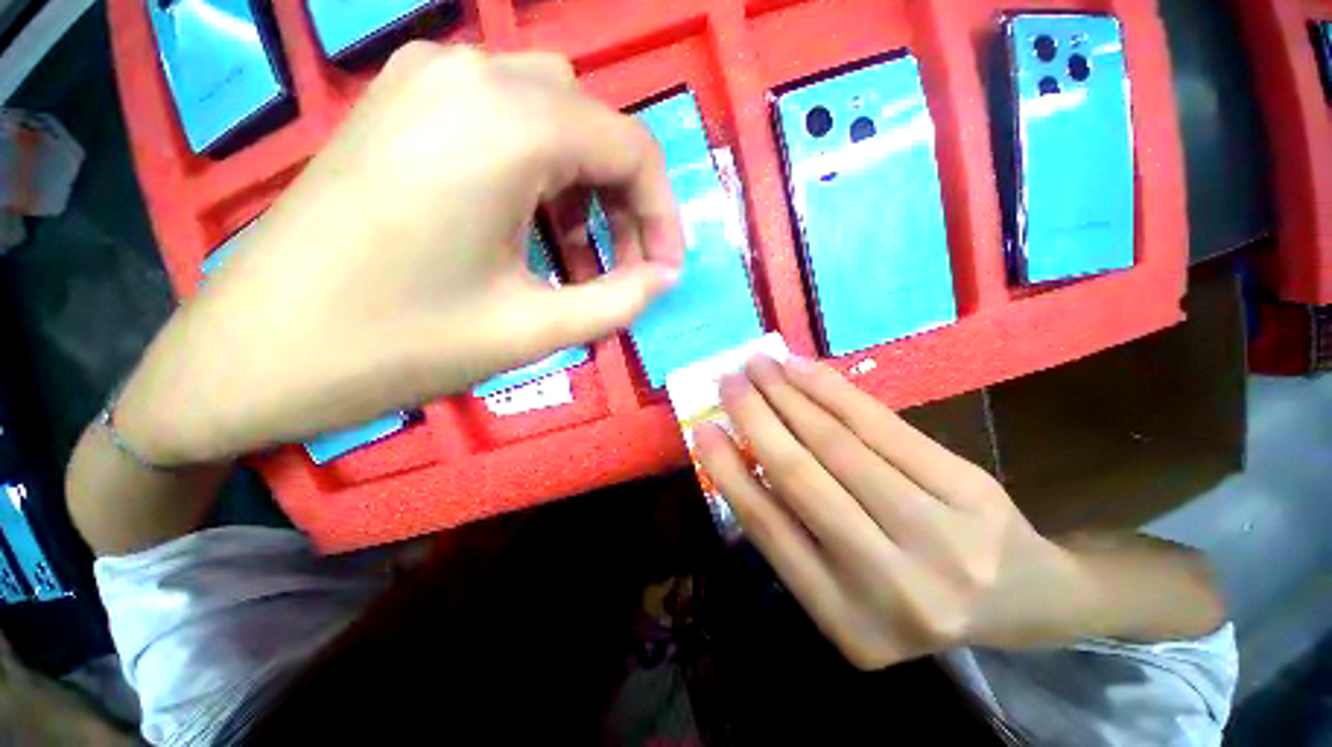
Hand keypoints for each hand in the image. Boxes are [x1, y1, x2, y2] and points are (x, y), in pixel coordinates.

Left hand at [115, 44, 683, 465]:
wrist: (252, 353)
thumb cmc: (395, 345)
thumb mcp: (532, 331)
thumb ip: (618, 301)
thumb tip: (665, 277)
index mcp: (507, 124)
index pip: (632, 149)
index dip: (662, 215)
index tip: (664, 271)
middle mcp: (472, 76)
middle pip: (594, 127)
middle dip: (625, 202)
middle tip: (627, 268)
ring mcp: (427, 82)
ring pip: (553, 120)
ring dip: (584, 191)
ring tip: (579, 262)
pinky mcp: (401, 105)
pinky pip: (504, 123)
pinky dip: (539, 176)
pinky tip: (528, 234)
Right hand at [695, 355, 1083, 669]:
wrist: (1024, 597)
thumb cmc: (915, 594)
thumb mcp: (846, 588)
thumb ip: (795, 533)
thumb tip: (742, 458)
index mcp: (846, 620)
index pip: (769, 530)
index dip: (730, 471)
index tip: (703, 428)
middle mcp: (890, 583)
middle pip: (801, 477)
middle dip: (755, 418)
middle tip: (727, 381)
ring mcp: (937, 533)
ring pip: (838, 444)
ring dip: (789, 395)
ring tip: (759, 365)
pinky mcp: (966, 486)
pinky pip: (881, 426)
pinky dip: (833, 391)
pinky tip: (804, 369)